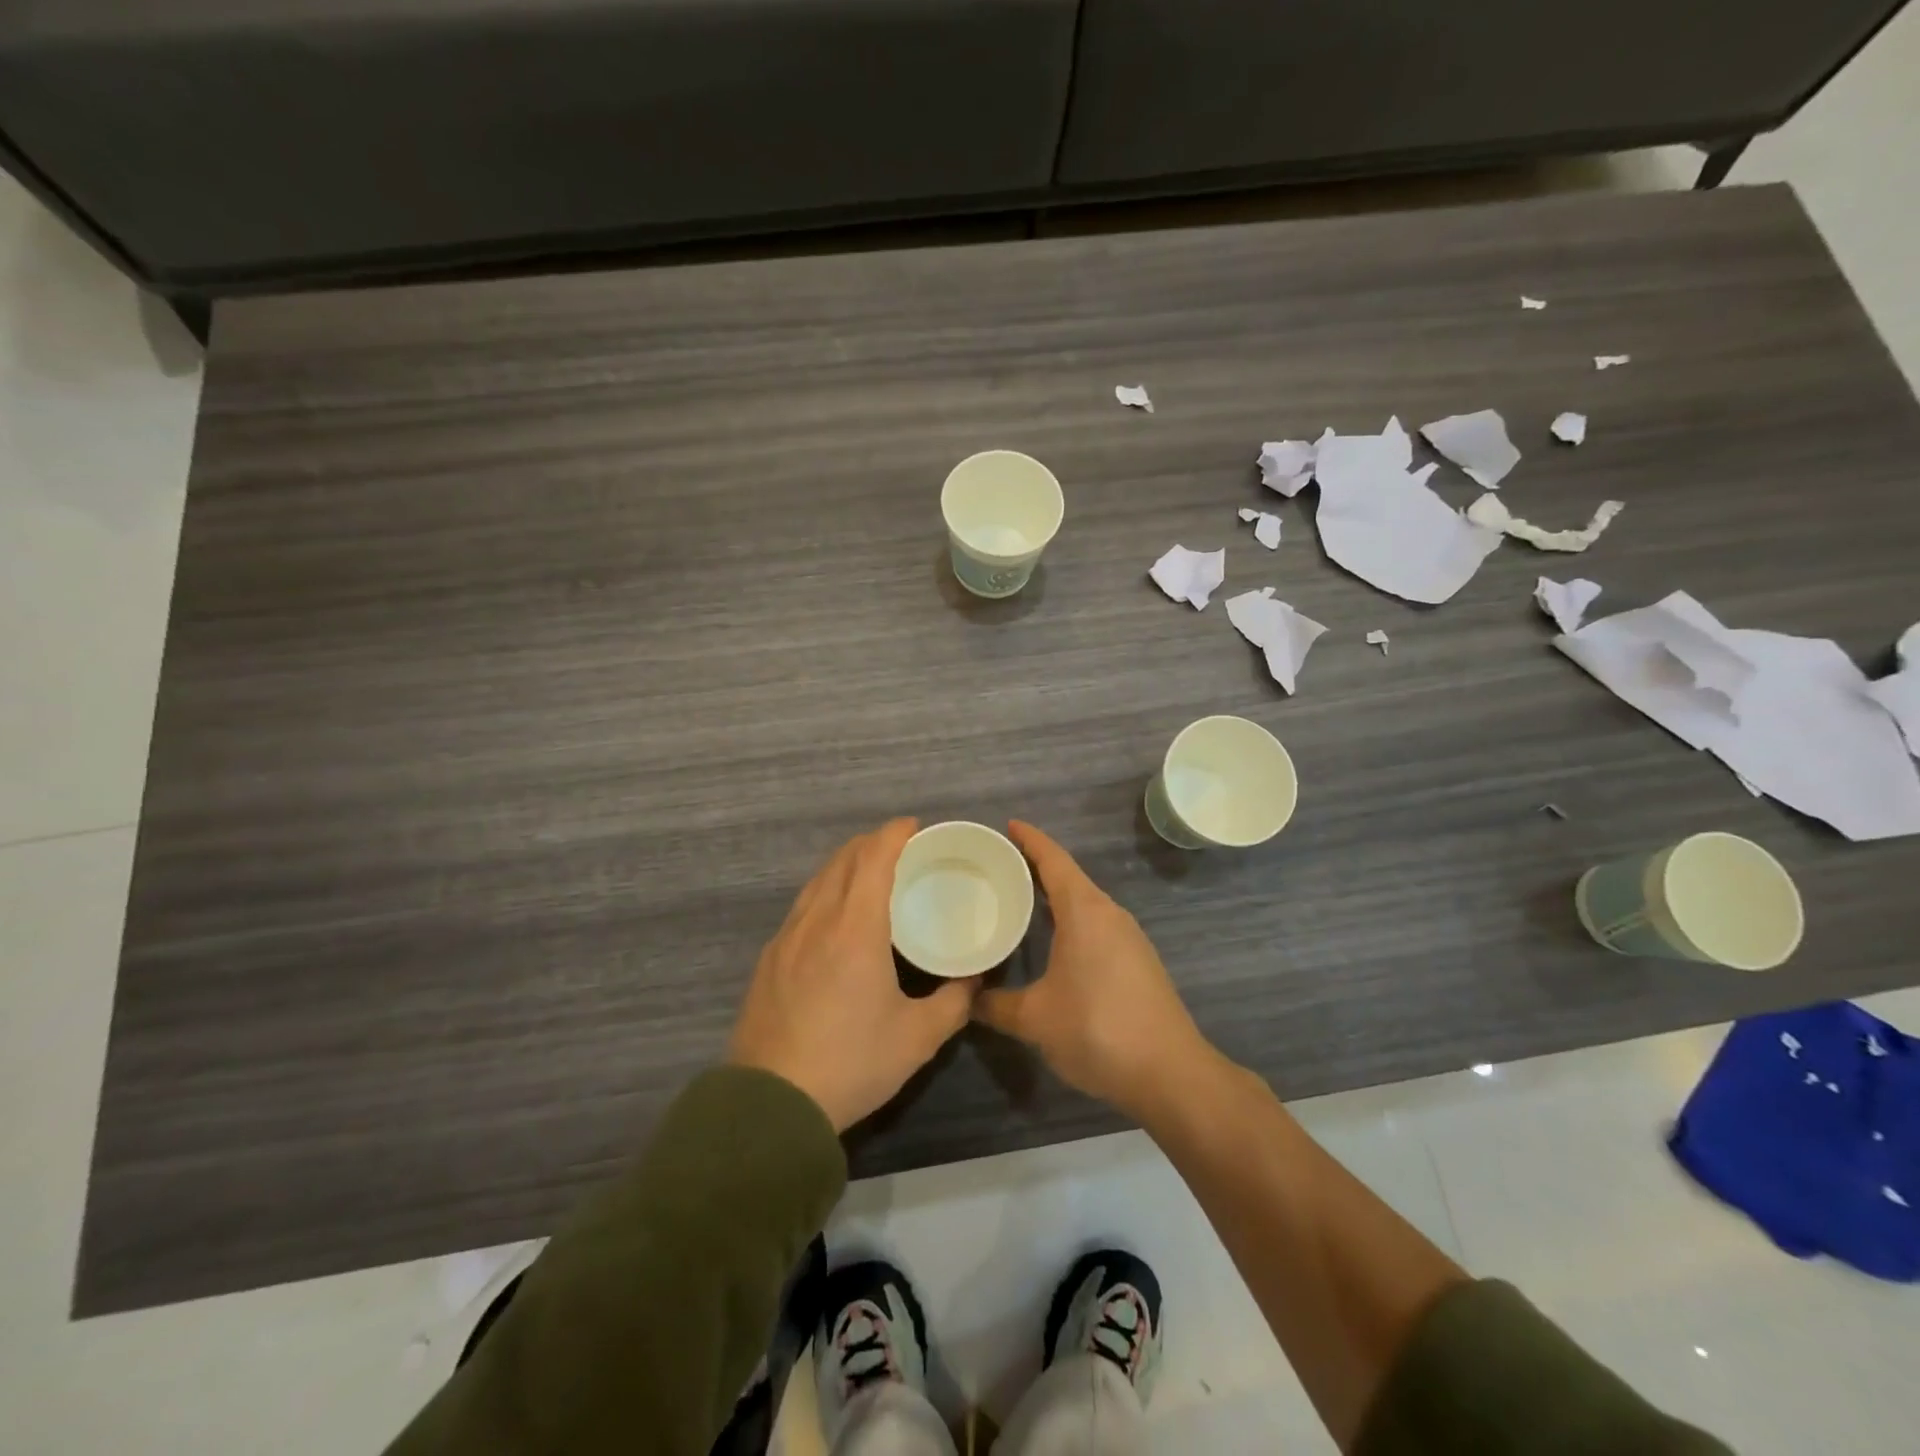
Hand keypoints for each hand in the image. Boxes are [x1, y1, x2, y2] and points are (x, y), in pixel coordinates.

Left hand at [729, 818, 975, 1131]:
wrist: (770, 1105)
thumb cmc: (851, 1063)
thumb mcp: (917, 1038)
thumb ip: (954, 1002)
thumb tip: (975, 980)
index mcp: (855, 927)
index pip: (874, 857)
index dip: (895, 833)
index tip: (915, 827)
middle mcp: (817, 919)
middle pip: (843, 859)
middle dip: (872, 843)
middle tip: (901, 849)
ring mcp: (786, 937)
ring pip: (817, 880)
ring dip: (846, 864)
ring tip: (870, 874)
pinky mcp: (768, 959)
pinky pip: (802, 905)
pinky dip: (825, 891)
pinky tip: (835, 917)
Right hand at [973, 822, 1219, 1124]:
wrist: (1171, 1074)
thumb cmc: (1097, 1030)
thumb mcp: (1034, 1019)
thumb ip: (994, 1005)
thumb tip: (965, 998)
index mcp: (1085, 911)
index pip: (1053, 860)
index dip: (1030, 840)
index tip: (1007, 825)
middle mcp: (1109, 914)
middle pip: (1069, 877)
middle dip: (1036, 867)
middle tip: (998, 867)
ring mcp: (1129, 938)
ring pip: (1085, 903)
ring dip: (1055, 896)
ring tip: (1019, 901)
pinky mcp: (1138, 961)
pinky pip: (1097, 924)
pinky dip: (1071, 920)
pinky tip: (1053, 943)